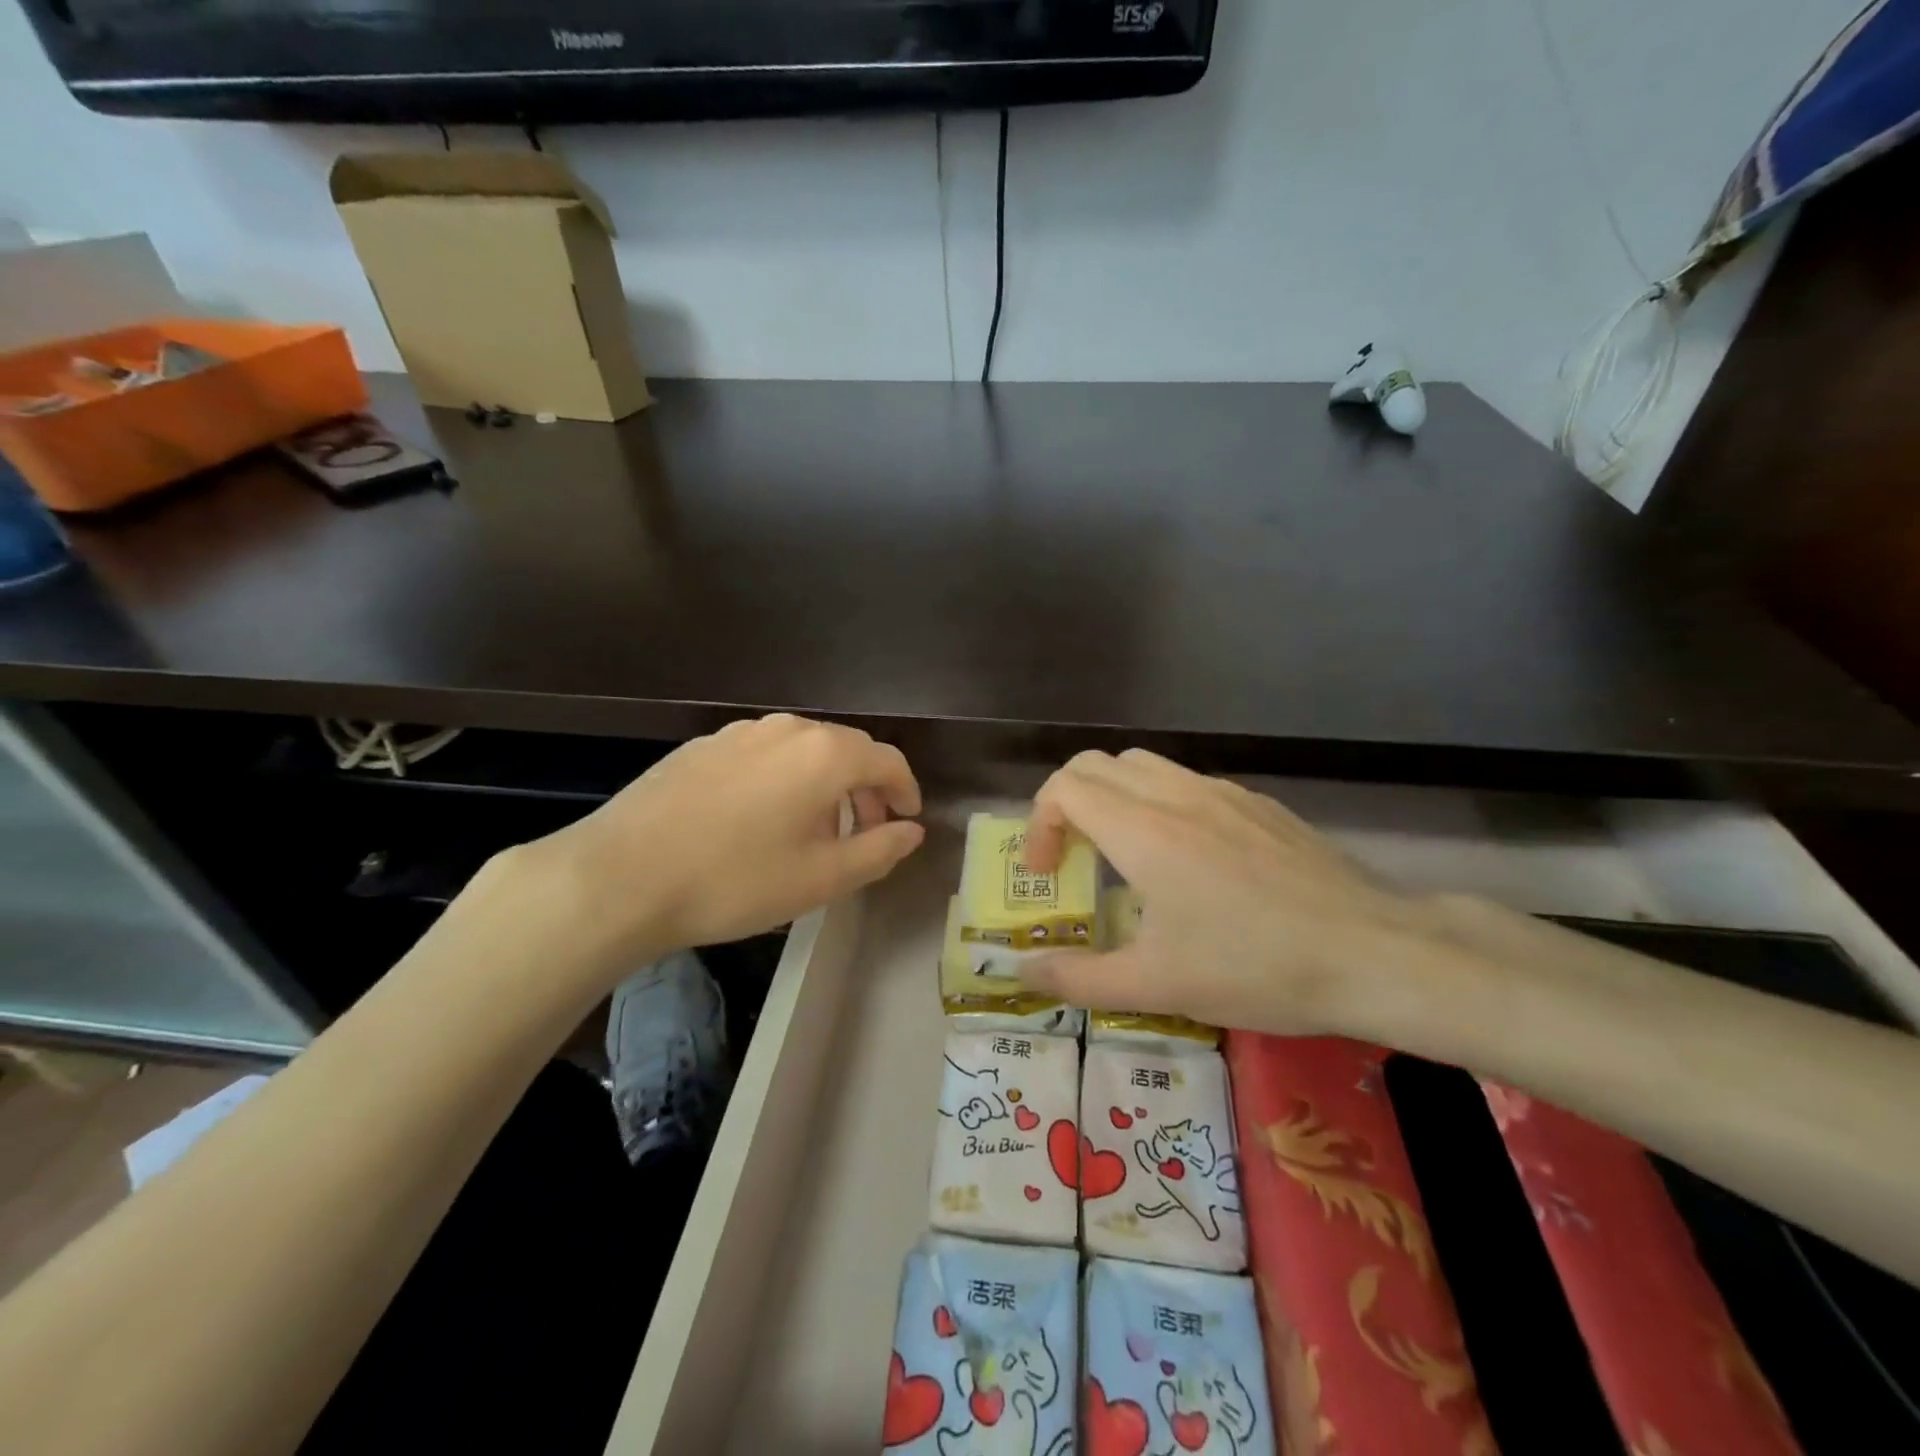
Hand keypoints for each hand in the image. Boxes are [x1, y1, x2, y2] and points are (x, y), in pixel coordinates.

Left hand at [511, 714, 922, 988]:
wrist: (620, 877)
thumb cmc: (735, 881)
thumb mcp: (822, 878)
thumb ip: (879, 850)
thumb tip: (912, 831)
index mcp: (824, 754)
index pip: (887, 760)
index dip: (905, 790)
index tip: (906, 820)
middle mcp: (787, 729)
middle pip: (846, 749)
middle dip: (865, 788)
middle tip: (865, 831)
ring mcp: (739, 732)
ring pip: (802, 750)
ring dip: (824, 783)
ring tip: (814, 829)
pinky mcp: (702, 746)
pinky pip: (763, 754)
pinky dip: (783, 779)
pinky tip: (760, 819)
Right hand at [1018, 749, 1427, 1034]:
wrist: (1375, 952)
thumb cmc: (1256, 967)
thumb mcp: (1157, 986)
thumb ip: (1079, 978)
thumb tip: (1023, 972)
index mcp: (1143, 830)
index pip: (1063, 787)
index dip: (1039, 824)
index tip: (1046, 872)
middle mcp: (1176, 795)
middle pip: (1096, 764)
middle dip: (1067, 803)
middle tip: (1073, 858)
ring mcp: (1222, 793)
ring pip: (1142, 766)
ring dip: (1112, 798)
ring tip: (1123, 855)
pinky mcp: (1257, 804)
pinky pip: (1186, 783)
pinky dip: (1158, 804)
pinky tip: (1189, 861)